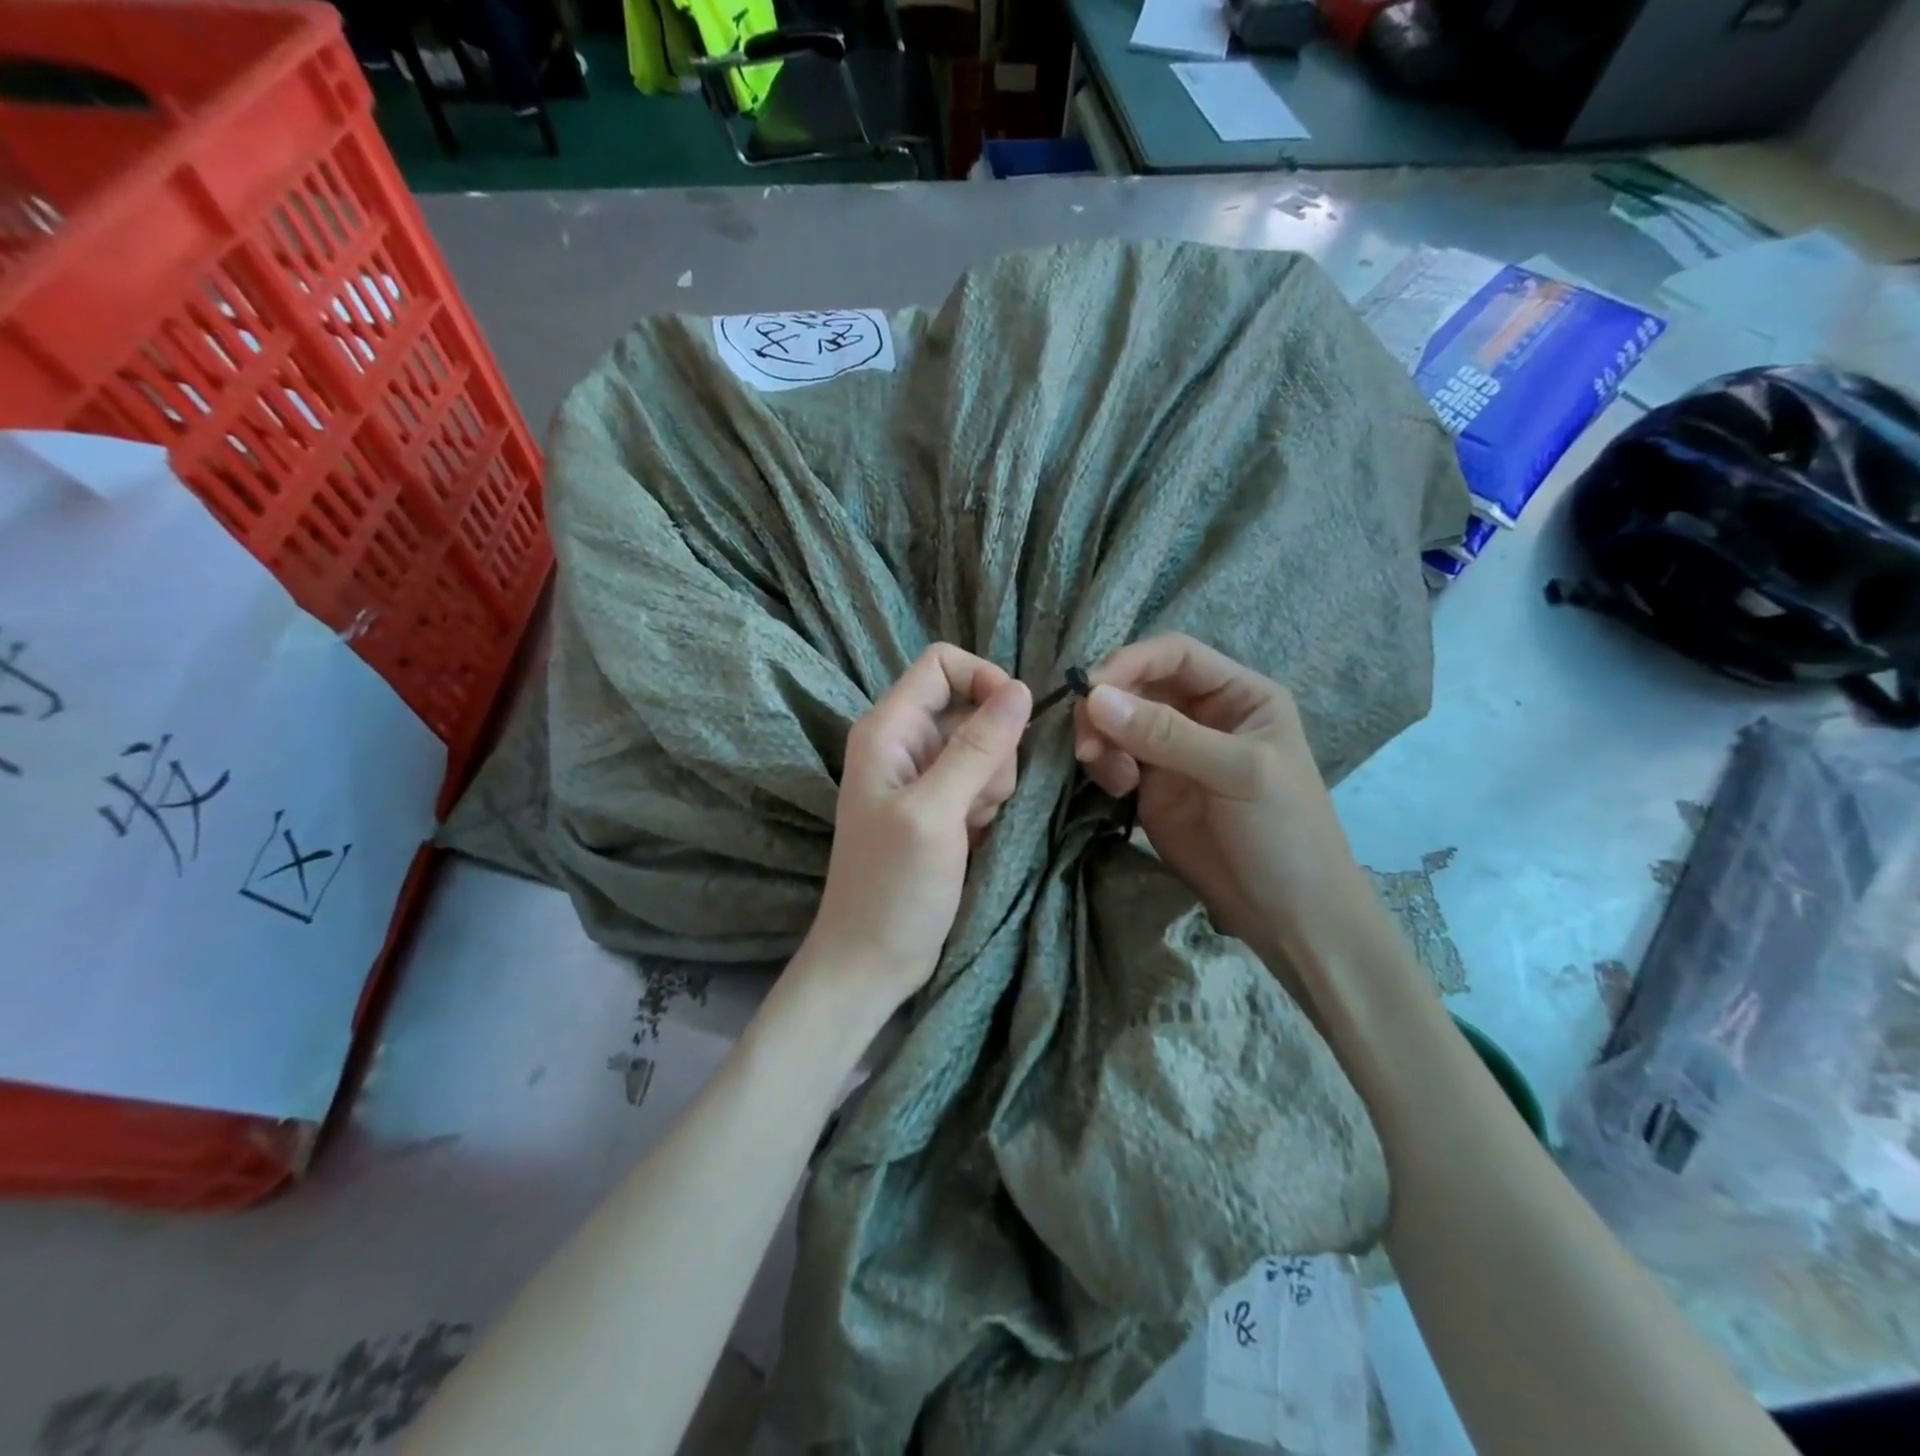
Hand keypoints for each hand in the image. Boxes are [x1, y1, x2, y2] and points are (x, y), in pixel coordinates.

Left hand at [801, 644, 1031, 1008]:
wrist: (872, 959)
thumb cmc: (893, 888)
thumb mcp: (935, 813)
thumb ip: (977, 748)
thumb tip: (1021, 689)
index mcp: (888, 729)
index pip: (942, 664)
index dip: (984, 680)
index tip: (1015, 721)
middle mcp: (904, 743)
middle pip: (971, 707)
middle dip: (993, 746)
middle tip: (978, 799)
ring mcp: (924, 776)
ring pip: (986, 746)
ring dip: (994, 782)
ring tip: (971, 824)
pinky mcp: (942, 806)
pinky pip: (984, 780)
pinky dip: (988, 804)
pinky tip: (973, 836)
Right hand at [1072, 634, 1372, 968]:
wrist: (1290, 917)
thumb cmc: (1284, 834)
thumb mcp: (1238, 773)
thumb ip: (1167, 734)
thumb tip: (1095, 697)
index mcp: (1239, 695)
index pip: (1174, 655)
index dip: (1130, 663)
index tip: (1090, 691)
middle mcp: (1203, 714)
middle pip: (1137, 685)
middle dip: (1107, 707)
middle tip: (1088, 745)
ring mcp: (1174, 752)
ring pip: (1119, 721)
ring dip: (1101, 738)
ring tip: (1109, 776)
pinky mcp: (1152, 787)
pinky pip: (1114, 758)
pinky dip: (1104, 766)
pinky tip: (1116, 791)